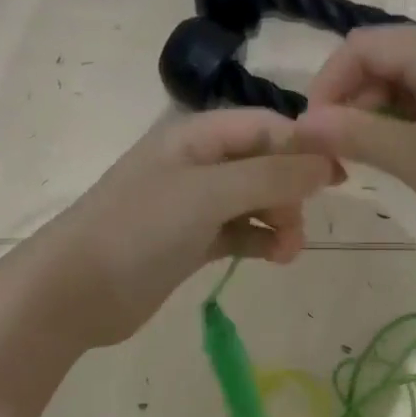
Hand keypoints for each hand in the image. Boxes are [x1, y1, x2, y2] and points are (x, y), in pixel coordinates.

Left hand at [25, 108, 339, 347]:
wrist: (76, 291)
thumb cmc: (140, 229)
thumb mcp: (208, 193)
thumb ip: (271, 175)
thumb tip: (328, 164)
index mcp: (196, 136)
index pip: (266, 125)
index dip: (304, 147)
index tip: (339, 178)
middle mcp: (198, 163)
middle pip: (265, 164)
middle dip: (291, 191)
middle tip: (299, 226)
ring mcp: (194, 205)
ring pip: (256, 201)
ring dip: (280, 220)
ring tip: (287, 252)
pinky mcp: (192, 242)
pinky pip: (240, 232)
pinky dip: (261, 241)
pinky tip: (274, 258)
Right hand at [293, 25, 415, 255]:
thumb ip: (355, 135)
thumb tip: (301, 124)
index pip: (360, 46)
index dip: (326, 87)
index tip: (313, 137)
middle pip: (386, 59)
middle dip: (353, 103)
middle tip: (342, 157)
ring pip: (412, 81)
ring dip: (382, 116)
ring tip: (375, 162)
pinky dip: (414, 122)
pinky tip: (415, 158)